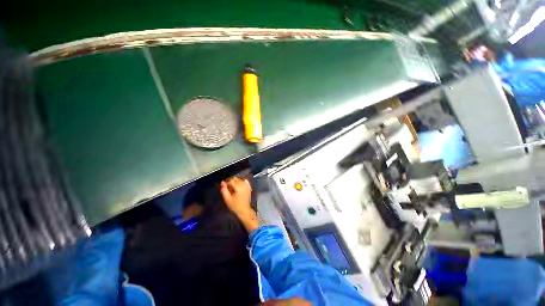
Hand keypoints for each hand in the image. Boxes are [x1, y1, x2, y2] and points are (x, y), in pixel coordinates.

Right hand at [220, 177, 258, 231]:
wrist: (244, 210)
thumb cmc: (235, 206)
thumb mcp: (227, 199)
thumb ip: (224, 190)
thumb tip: (222, 182)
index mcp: (238, 187)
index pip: (230, 180)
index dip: (226, 183)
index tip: (223, 186)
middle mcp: (243, 184)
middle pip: (235, 179)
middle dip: (230, 181)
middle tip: (227, 187)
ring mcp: (247, 185)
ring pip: (239, 179)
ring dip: (235, 181)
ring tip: (232, 187)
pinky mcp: (249, 187)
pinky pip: (244, 181)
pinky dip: (241, 181)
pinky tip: (238, 185)